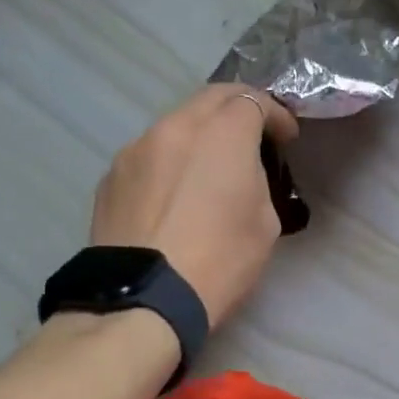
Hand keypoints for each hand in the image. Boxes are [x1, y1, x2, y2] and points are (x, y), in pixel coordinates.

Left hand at [90, 85, 299, 325]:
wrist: (144, 299)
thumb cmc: (219, 261)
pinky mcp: (111, 176)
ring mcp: (136, 149)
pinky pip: (150, 155)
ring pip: (176, 124)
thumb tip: (240, 173)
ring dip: (200, 134)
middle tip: (253, 134)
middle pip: (211, 99)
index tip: (286, 137)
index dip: (276, 115)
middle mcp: (174, 128)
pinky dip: (170, 161)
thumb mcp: (264, 222)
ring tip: (210, 166)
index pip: (253, 101)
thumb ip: (256, 180)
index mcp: (220, 135)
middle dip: (238, 109)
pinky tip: (175, 193)